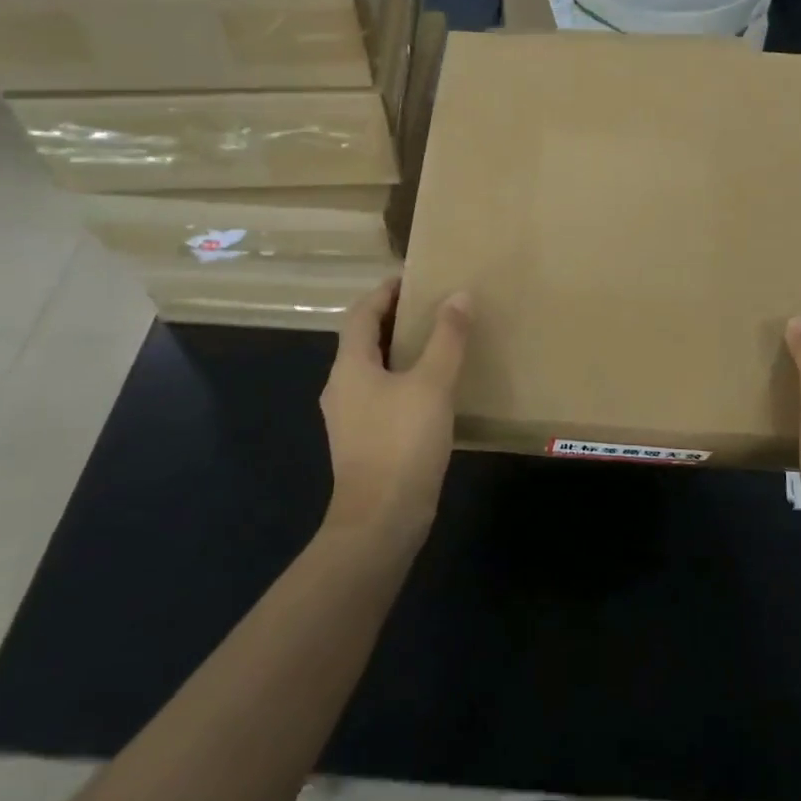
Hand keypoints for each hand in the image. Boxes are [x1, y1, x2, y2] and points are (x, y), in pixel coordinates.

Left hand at [320, 279, 470, 545]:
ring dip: (401, 351)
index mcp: (350, 366)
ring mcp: (350, 418)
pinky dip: (404, 380)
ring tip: (438, 342)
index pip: (362, 313)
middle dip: (395, 319)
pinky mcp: (364, 442)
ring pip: (374, 369)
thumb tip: (459, 295)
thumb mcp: (432, 384)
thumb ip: (447, 338)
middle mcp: (342, 387)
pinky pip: (382, 395)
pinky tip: (433, 389)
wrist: (380, 522)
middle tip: (434, 307)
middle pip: (364, 340)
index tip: (414, 278)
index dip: (385, 292)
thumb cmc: (402, 444)